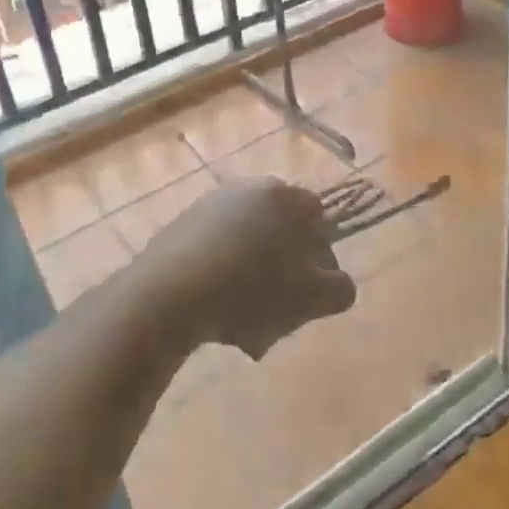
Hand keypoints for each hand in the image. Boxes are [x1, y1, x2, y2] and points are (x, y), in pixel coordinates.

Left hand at [140, 177, 356, 358]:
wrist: (168, 294)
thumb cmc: (250, 291)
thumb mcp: (311, 299)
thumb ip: (340, 288)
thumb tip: (337, 282)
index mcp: (284, 196)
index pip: (321, 220)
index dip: (323, 258)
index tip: (312, 293)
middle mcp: (248, 188)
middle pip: (282, 232)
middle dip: (287, 269)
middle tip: (282, 311)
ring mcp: (211, 204)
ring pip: (249, 244)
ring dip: (255, 277)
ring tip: (248, 321)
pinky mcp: (182, 225)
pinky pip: (217, 250)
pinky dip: (224, 275)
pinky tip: (217, 310)